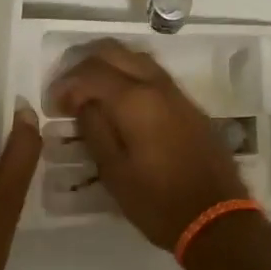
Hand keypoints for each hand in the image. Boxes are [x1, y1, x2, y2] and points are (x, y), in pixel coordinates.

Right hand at [48, 39, 248, 249]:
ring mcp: (177, 92)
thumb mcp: (114, 172)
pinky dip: (129, 76)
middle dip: (84, 65)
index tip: (54, 106)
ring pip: (136, 58)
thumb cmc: (158, 201)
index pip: (91, 72)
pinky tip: (120, 102)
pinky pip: (153, 74)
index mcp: (135, 100)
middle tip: (69, 90)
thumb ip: (94, 129)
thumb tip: (83, 103)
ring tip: (91, 93)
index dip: (66, 84)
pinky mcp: (189, 105)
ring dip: (109, 66)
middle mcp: (157, 85)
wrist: (216, 218)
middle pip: (114, 51)